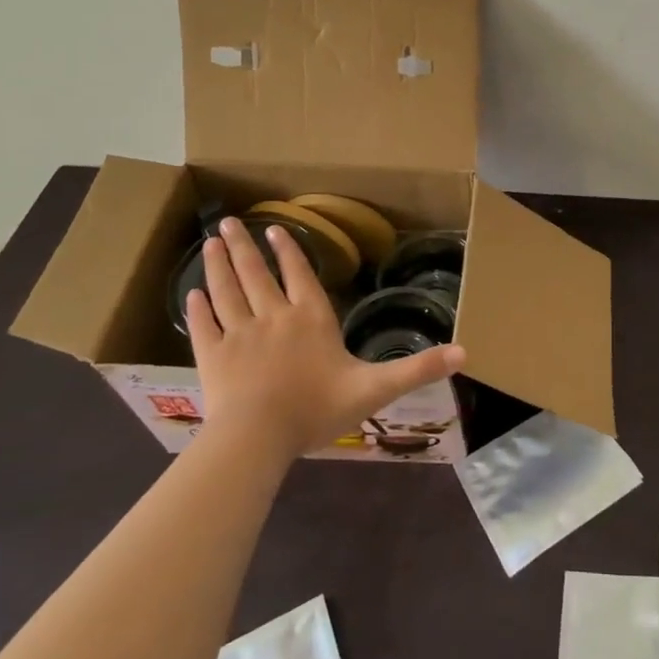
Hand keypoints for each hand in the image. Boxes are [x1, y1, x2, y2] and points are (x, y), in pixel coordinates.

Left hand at [186, 218, 464, 460]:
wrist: (256, 438)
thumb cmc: (317, 409)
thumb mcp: (376, 388)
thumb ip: (418, 369)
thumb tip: (465, 352)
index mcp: (310, 318)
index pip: (298, 275)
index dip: (287, 251)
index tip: (272, 229)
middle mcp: (273, 316)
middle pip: (256, 274)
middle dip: (244, 246)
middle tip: (230, 221)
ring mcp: (238, 335)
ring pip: (227, 291)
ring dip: (219, 265)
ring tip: (212, 241)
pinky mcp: (211, 357)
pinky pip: (204, 325)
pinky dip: (198, 307)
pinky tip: (192, 292)